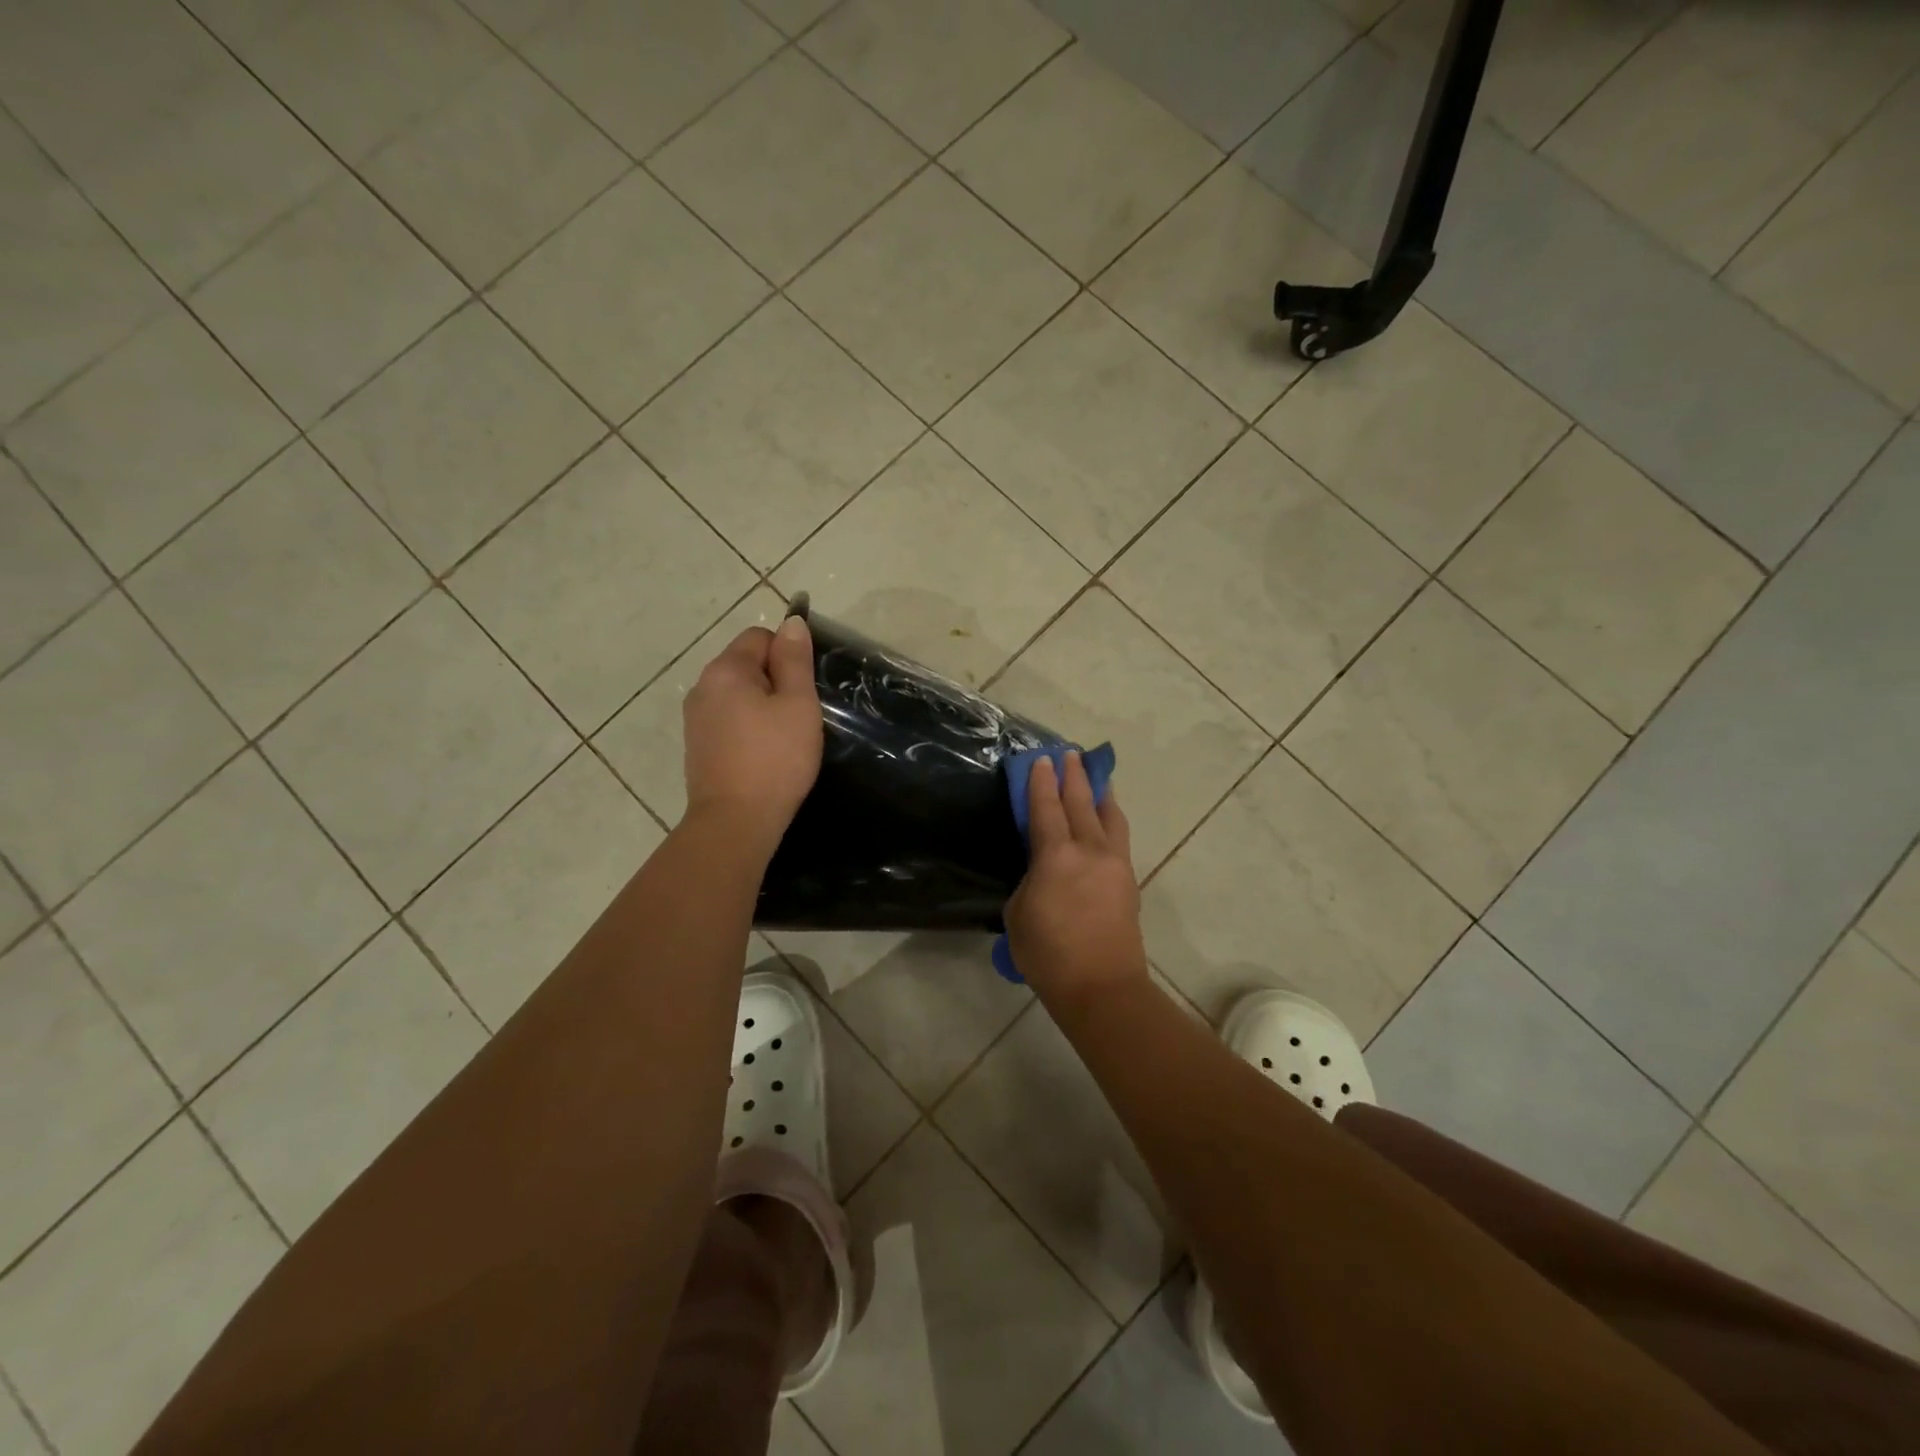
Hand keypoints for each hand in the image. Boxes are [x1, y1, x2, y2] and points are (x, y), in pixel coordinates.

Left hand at [682, 617, 822, 853]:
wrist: (735, 821)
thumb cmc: (775, 759)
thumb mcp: (798, 704)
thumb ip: (794, 660)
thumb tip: (792, 622)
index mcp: (726, 670)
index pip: (759, 637)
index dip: (787, 655)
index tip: (804, 689)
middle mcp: (702, 686)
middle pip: (745, 664)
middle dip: (774, 681)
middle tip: (798, 716)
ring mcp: (695, 718)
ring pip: (736, 694)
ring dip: (760, 706)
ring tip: (782, 737)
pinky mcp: (697, 745)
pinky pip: (727, 719)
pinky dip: (746, 727)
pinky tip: (762, 754)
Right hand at [1005, 751, 1149, 1013]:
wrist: (1101, 987)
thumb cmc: (1048, 954)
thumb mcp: (1018, 913)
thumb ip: (1031, 880)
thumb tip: (1044, 869)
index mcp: (1055, 856)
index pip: (1045, 807)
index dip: (1041, 781)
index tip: (1041, 759)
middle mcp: (1089, 849)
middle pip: (1080, 802)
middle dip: (1073, 776)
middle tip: (1068, 754)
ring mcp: (1114, 863)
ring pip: (1109, 815)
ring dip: (1098, 792)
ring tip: (1095, 777)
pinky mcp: (1128, 879)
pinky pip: (1119, 836)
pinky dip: (1111, 818)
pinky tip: (1107, 817)